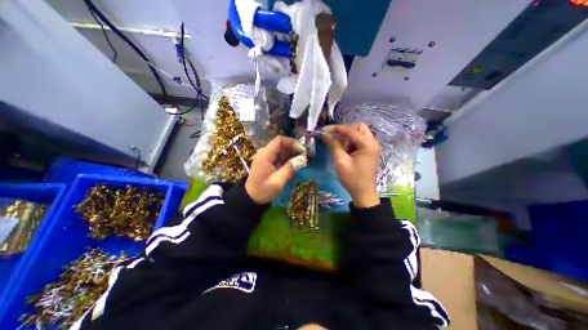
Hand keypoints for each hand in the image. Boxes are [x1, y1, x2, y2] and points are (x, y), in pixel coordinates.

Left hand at [245, 135, 307, 203]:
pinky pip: (280, 156)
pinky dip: (287, 159)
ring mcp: (266, 156)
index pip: (280, 140)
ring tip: (300, 162)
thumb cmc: (263, 191)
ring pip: (282, 150)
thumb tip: (302, 159)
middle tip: (304, 158)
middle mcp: (265, 152)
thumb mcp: (278, 181)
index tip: (302, 151)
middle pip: (282, 144)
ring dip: (292, 154)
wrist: (251, 198)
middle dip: (294, 149)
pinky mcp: (268, 161)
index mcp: (265, 155)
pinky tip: (293, 166)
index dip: (292, 143)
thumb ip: (289, 168)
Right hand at [320, 124, 380, 207]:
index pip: (352, 130)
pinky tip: (344, 150)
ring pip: (360, 133)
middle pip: (360, 128)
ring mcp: (371, 148)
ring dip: (348, 136)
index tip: (325, 129)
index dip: (338, 128)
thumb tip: (326, 135)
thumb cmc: (352, 179)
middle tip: (335, 137)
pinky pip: (359, 141)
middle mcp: (372, 144)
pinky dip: (351, 142)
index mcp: (368, 145)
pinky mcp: (368, 152)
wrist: (363, 194)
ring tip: (339, 145)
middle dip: (346, 130)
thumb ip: (334, 146)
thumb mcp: (341, 162)